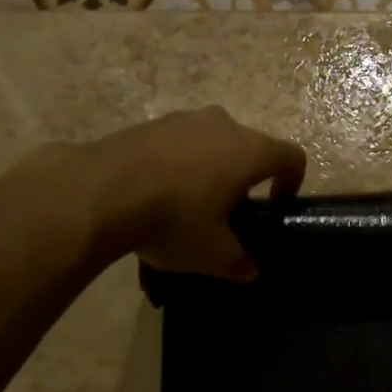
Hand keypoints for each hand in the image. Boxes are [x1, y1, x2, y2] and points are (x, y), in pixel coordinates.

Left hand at [78, 108, 305, 279]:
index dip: (292, 181)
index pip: (291, 157)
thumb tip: (250, 272)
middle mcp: (223, 125)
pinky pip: (177, 143)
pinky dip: (177, 164)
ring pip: (211, 142)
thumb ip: (239, 263)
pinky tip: (155, 194)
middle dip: (244, 177)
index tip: (275, 205)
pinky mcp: (149, 124)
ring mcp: (183, 119)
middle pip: (249, 147)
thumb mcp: (213, 254)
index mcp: (250, 151)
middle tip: (228, 211)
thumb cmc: (174, 219)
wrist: (99, 191)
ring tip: (187, 204)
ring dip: (209, 168)